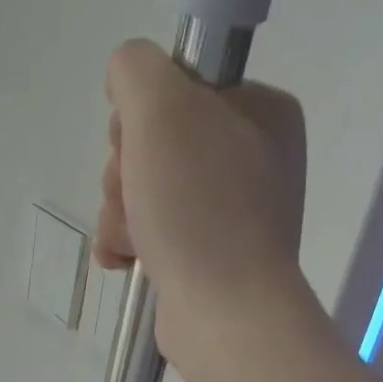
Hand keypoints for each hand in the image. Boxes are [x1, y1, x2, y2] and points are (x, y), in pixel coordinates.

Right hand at [94, 38, 307, 360]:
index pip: (177, 86)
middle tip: (133, 195)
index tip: (135, 141)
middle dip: (126, 171)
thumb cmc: (199, 205)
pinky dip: (131, 241)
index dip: (140, 113)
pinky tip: (126, 260)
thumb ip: (135, 68)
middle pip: (156, 140)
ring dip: (121, 210)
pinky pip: (154, 228)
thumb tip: (126, 84)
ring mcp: (233, 208)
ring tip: (132, 237)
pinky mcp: (211, 252)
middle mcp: (253, 156)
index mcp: (261, 111)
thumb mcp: (161, 109)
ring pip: (146, 186)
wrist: (224, 312)